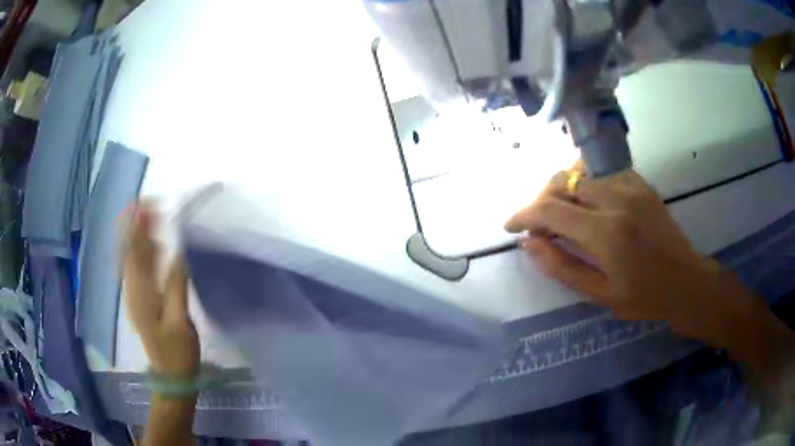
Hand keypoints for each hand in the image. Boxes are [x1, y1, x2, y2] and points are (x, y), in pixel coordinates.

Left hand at [123, 203, 199, 378]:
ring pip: (131, 257)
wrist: (171, 376)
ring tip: (151, 216)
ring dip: (139, 235)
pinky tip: (153, 246)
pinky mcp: (140, 300)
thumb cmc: (177, 351)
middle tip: (152, 205)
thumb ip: (177, 285)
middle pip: (129, 250)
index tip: (149, 204)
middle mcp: (133, 289)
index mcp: (141, 292)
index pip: (135, 250)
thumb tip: (178, 252)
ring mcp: (135, 295)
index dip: (138, 225)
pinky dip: (142, 251)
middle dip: (137, 224)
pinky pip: (137, 268)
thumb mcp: (180, 321)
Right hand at [505, 167, 720, 338]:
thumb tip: (529, 243)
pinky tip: (586, 203)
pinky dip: (584, 183)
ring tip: (558, 212)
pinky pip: (600, 172)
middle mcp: (616, 199)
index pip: (550, 210)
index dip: (523, 214)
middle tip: (536, 223)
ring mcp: (630, 186)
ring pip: (579, 171)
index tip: (511, 225)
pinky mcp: (639, 182)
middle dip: (539, 199)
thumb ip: (561, 267)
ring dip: (560, 189)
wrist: (686, 281)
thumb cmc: (644, 297)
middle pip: (562, 181)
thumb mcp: (600, 294)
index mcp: (606, 233)